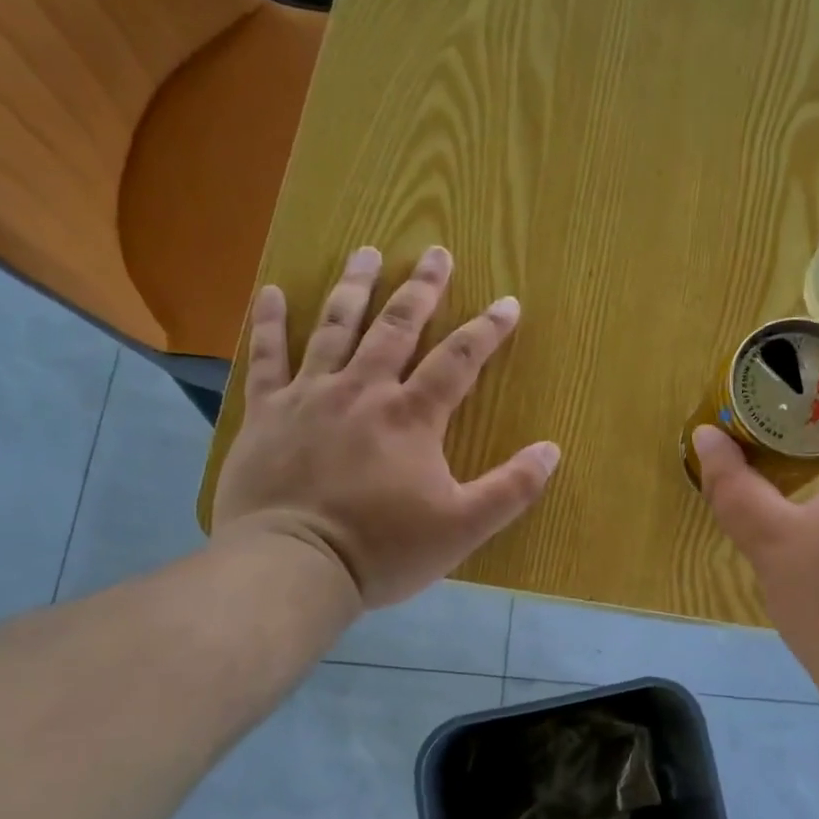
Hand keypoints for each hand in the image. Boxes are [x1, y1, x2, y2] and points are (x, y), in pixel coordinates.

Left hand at [210, 245, 560, 607]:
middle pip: (397, 326)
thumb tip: (551, 450)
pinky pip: (267, 357)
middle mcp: (363, 390)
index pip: (458, 360)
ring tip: (368, 253)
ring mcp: (310, 396)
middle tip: (437, 253)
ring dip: (355, 287)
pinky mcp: (267, 412)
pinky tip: (270, 291)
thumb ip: (511, 488)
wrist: (292, 566)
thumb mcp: (462, 527)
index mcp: (412, 416)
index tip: (508, 303)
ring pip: (335, 327)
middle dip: (422, 289)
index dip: (487, 329)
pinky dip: (268, 322)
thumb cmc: (382, 549)